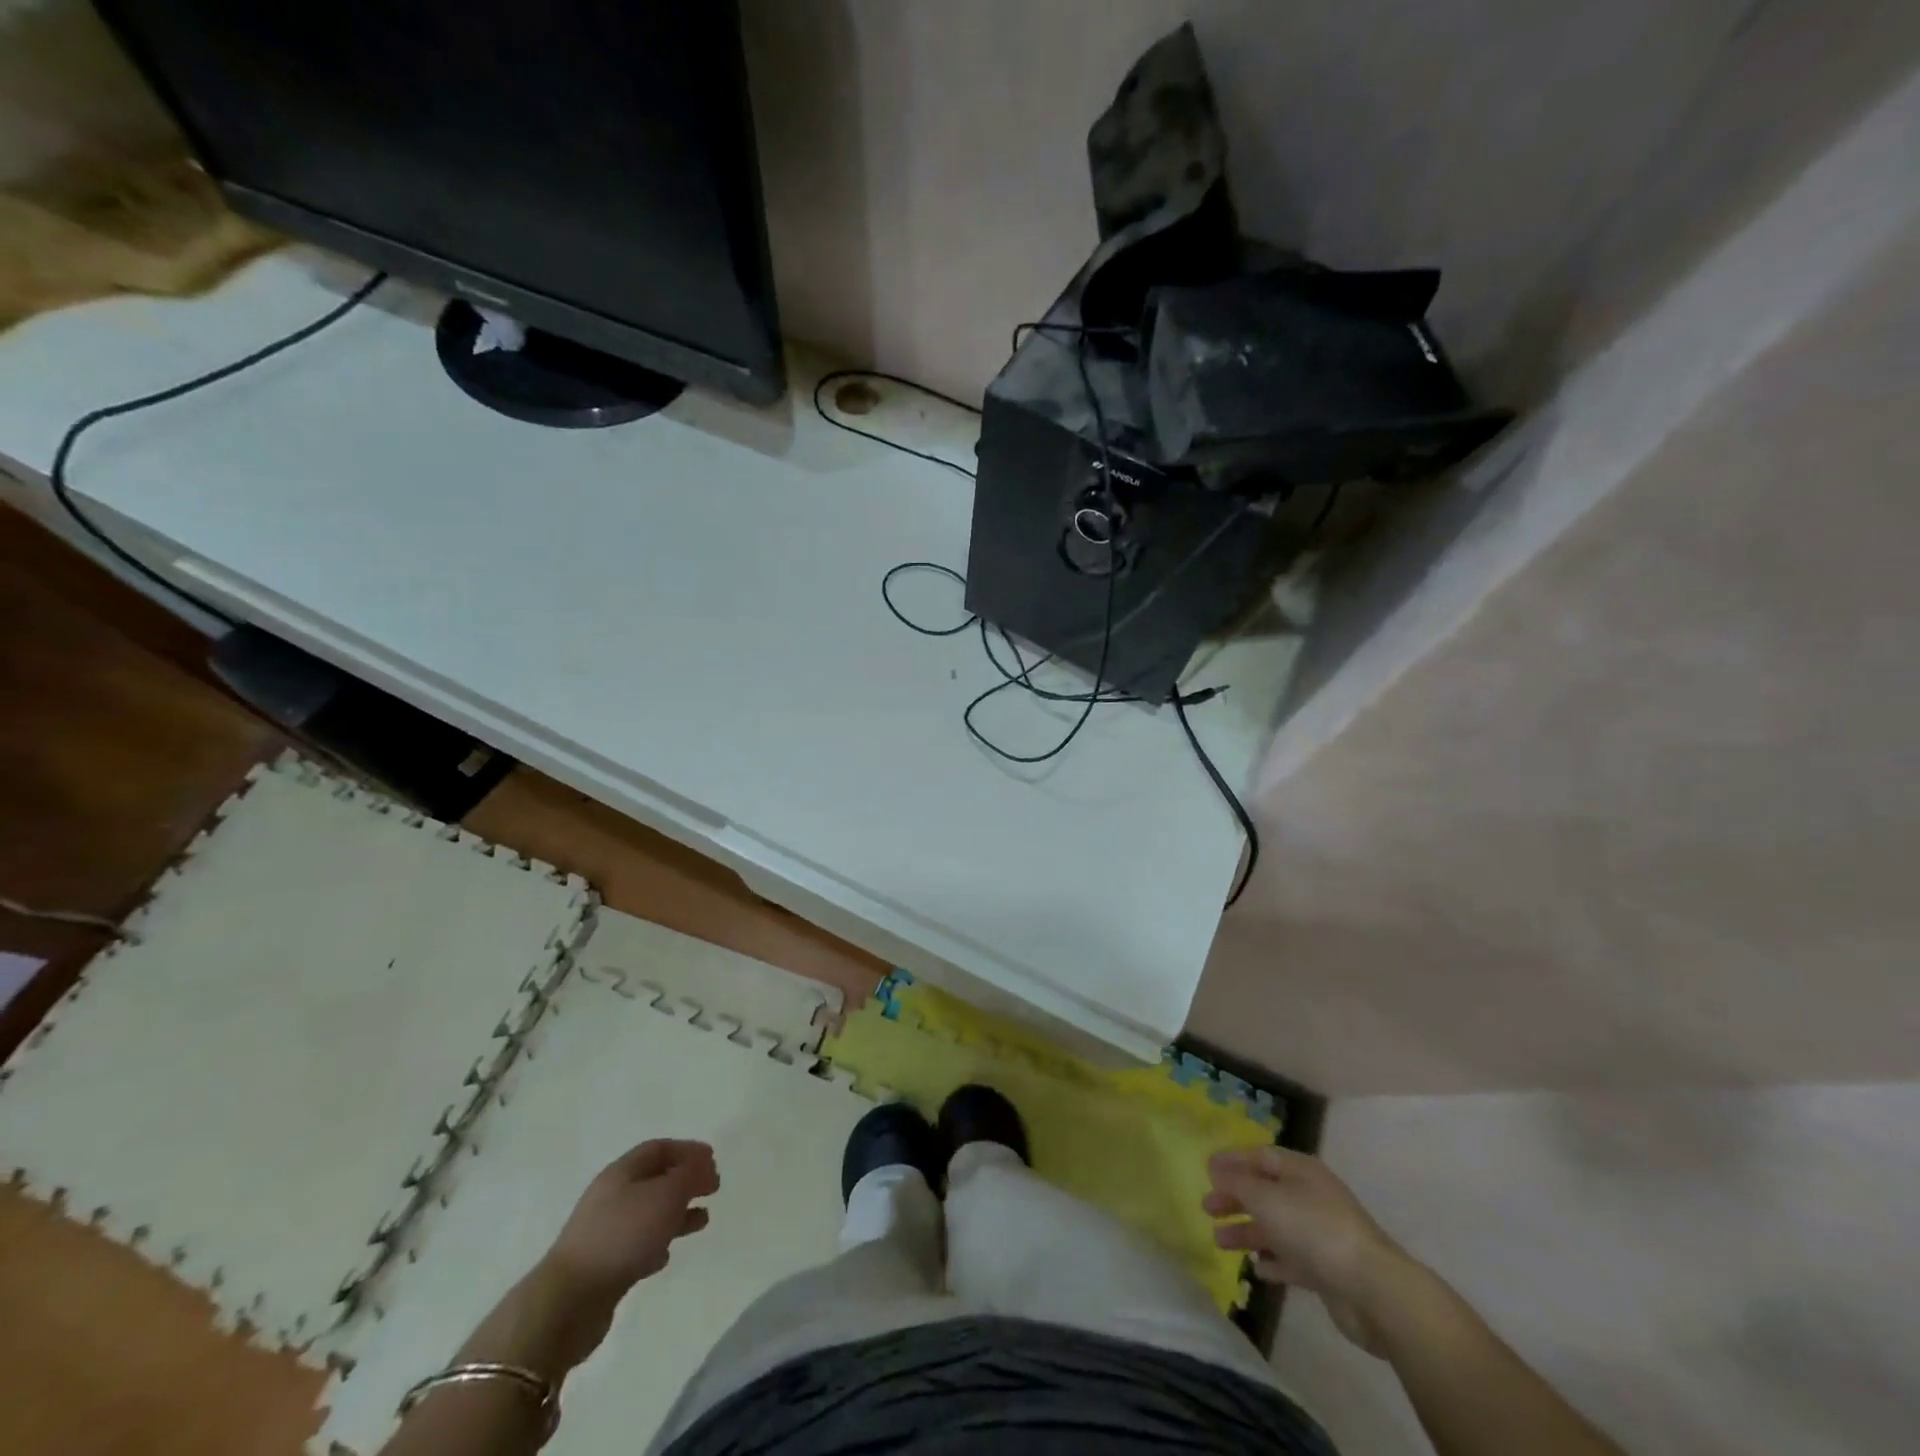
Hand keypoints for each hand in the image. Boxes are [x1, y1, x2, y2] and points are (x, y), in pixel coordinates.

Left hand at [543, 1139, 719, 1302]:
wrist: (568, 1302)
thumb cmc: (622, 1235)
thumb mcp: (665, 1195)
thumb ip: (689, 1176)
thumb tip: (703, 1166)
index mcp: (622, 1172)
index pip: (659, 1148)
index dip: (688, 1150)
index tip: (713, 1159)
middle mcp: (611, 1196)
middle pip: (654, 1179)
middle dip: (685, 1180)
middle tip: (713, 1187)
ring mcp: (605, 1232)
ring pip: (649, 1213)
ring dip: (677, 1212)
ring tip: (703, 1220)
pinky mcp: (603, 1265)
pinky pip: (637, 1244)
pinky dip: (658, 1242)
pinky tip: (667, 1254)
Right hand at [1204, 1146, 1413, 1355]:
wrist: (1372, 1289)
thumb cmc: (1314, 1229)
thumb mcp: (1267, 1198)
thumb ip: (1237, 1182)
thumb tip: (1216, 1168)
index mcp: (1300, 1171)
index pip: (1260, 1156)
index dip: (1232, 1160)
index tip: (1205, 1169)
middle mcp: (1310, 1196)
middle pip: (1265, 1191)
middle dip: (1234, 1198)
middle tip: (1206, 1207)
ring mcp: (1319, 1234)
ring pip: (1274, 1226)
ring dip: (1247, 1231)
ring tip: (1218, 1241)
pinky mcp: (1326, 1270)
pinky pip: (1291, 1259)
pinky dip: (1272, 1261)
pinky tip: (1255, 1268)